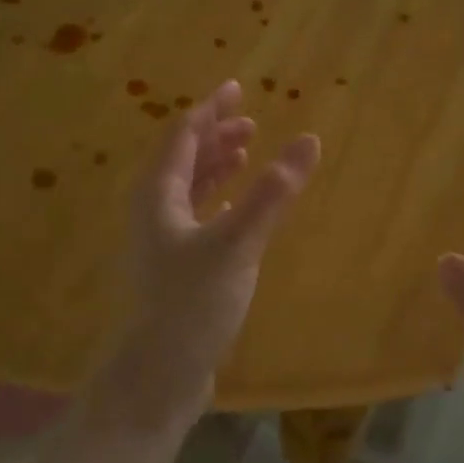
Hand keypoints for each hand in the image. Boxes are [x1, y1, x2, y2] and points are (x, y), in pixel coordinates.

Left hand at [93, 80, 319, 430]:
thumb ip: (273, 193)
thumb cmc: (192, 303)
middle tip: (250, 120)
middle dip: (216, 135)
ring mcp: (163, 241)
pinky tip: (237, 206)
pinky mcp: (177, 268)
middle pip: (184, 158)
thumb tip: (309, 140)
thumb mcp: (237, 243)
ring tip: (246, 152)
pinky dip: (219, 200)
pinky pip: (198, 216)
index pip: (183, 135)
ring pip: (190, 188)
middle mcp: (155, 211)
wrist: (159, 374)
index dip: (211, 109)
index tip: (238, 88)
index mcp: (158, 195)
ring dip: (217, 166)